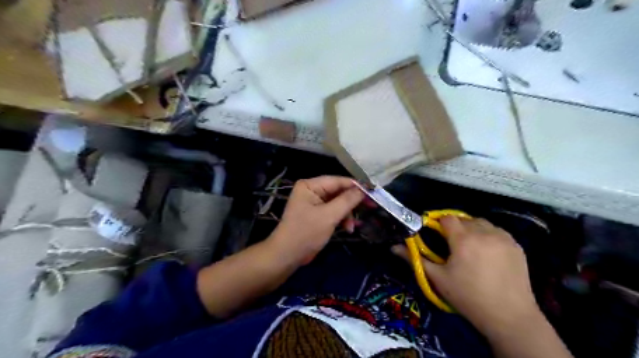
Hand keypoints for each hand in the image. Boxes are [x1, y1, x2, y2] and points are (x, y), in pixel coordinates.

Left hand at [268, 175, 363, 265]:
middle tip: (371, 207)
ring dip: (347, 214)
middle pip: (338, 191)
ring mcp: (314, 203)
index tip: (374, 191)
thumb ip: (347, 200)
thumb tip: (364, 189)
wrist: (287, 256)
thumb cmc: (306, 233)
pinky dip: (341, 219)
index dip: (356, 186)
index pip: (338, 181)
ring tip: (352, 226)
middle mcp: (311, 190)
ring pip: (338, 203)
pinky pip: (333, 212)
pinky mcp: (316, 214)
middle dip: (352, 202)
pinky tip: (348, 228)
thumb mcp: (329, 216)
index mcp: (310, 185)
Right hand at [395, 216, 537, 335]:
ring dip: (472, 229)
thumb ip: (415, 259)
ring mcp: (503, 238)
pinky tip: (487, 253)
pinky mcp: (517, 245)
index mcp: (464, 239)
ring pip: (481, 223)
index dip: (439, 224)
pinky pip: (497, 231)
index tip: (436, 236)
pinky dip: (488, 235)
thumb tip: (393, 247)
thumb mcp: (437, 278)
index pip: (447, 218)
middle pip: (464, 219)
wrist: (509, 317)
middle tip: (451, 245)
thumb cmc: (468, 297)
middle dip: (455, 227)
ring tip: (470, 247)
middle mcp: (485, 232)